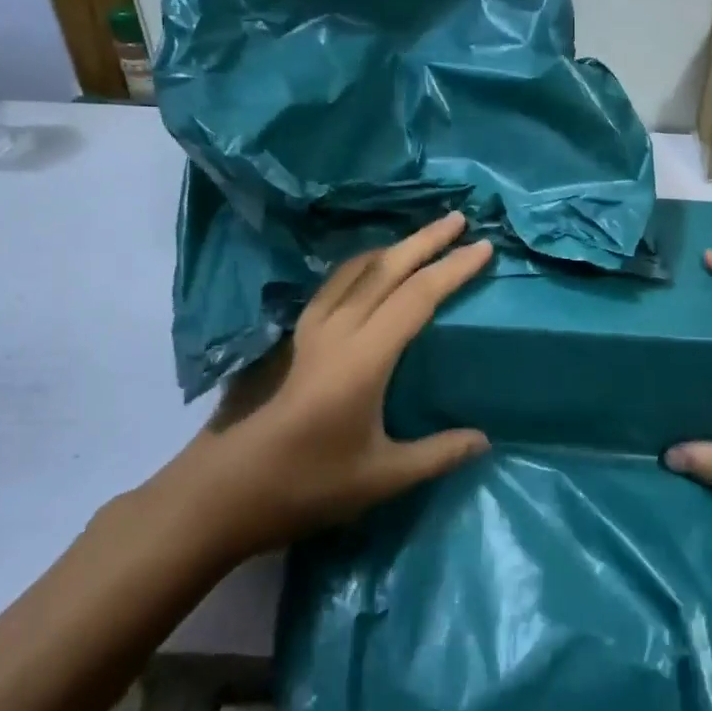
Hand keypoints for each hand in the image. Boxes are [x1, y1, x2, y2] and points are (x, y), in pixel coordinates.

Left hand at [185, 213, 493, 555]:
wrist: (227, 491)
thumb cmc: (308, 484)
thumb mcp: (382, 477)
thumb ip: (437, 454)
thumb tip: (484, 440)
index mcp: (364, 358)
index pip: (418, 297)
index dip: (453, 270)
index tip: (484, 248)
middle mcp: (338, 331)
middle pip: (387, 270)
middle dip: (426, 241)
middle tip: (460, 219)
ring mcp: (312, 330)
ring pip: (357, 271)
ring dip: (394, 248)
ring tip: (422, 237)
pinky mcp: (295, 338)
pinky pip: (336, 284)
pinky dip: (363, 265)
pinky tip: (368, 269)